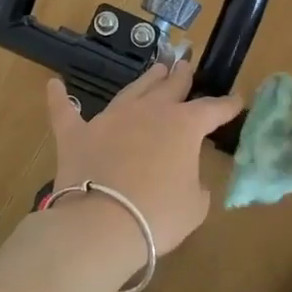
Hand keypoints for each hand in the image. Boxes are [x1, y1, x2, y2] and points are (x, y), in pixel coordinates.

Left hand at [45, 60, 243, 257]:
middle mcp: (149, 112)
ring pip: (132, 91)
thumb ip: (195, 185)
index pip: (212, 110)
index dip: (227, 106)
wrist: (101, 225)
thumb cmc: (158, 216)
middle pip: (169, 88)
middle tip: (185, 66)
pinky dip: (59, 98)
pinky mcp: (76, 134)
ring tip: (155, 69)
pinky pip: (65, 111)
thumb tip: (187, 179)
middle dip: (181, 77)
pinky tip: (54, 84)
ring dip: (146, 80)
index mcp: (184, 126)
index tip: (236, 101)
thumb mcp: (194, 206)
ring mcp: (110, 119)